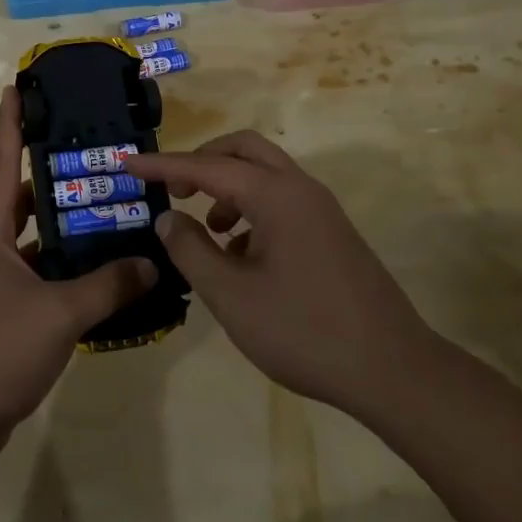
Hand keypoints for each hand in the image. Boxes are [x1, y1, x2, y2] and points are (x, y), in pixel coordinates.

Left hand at [0, 87, 156, 473]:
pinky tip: (109, 269)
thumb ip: (106, 286)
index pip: (3, 162)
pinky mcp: (11, 310)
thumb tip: (152, 262)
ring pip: (39, 238)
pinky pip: (46, 274)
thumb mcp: (56, 314)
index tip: (19, 87)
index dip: (11, 123)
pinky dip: (72, 268)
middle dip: (57, 173)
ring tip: (115, 206)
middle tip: (99, 153)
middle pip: (26, 196)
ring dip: (70, 225)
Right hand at [124, 132, 433, 421]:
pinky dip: (251, 210)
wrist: (394, 371)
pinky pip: (281, 201)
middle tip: (173, 188)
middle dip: (201, 161)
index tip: (127, 163)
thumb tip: (168, 218)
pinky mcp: (332, 233)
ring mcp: (321, 210)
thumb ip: (191, 250)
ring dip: (227, 187)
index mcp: (275, 195)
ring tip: (206, 230)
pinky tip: (240, 255)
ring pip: (264, 175)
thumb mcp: (232, 296)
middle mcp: (300, 189)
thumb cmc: (304, 331)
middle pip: (243, 150)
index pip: (205, 167)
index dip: (162, 165)